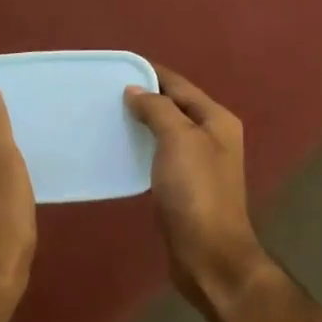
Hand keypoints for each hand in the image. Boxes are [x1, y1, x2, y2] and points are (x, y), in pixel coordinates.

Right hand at [124, 66, 272, 311]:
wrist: (208, 253)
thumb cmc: (196, 192)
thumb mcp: (179, 140)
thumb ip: (158, 109)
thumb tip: (135, 91)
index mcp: (217, 120)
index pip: (179, 85)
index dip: (150, 73)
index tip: (115, 67)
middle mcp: (212, 137)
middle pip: (174, 107)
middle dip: (143, 98)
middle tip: (104, 94)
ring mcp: (200, 165)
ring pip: (166, 133)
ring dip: (141, 124)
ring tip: (108, 118)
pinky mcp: (185, 188)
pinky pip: (160, 157)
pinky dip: (142, 149)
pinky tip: (121, 151)